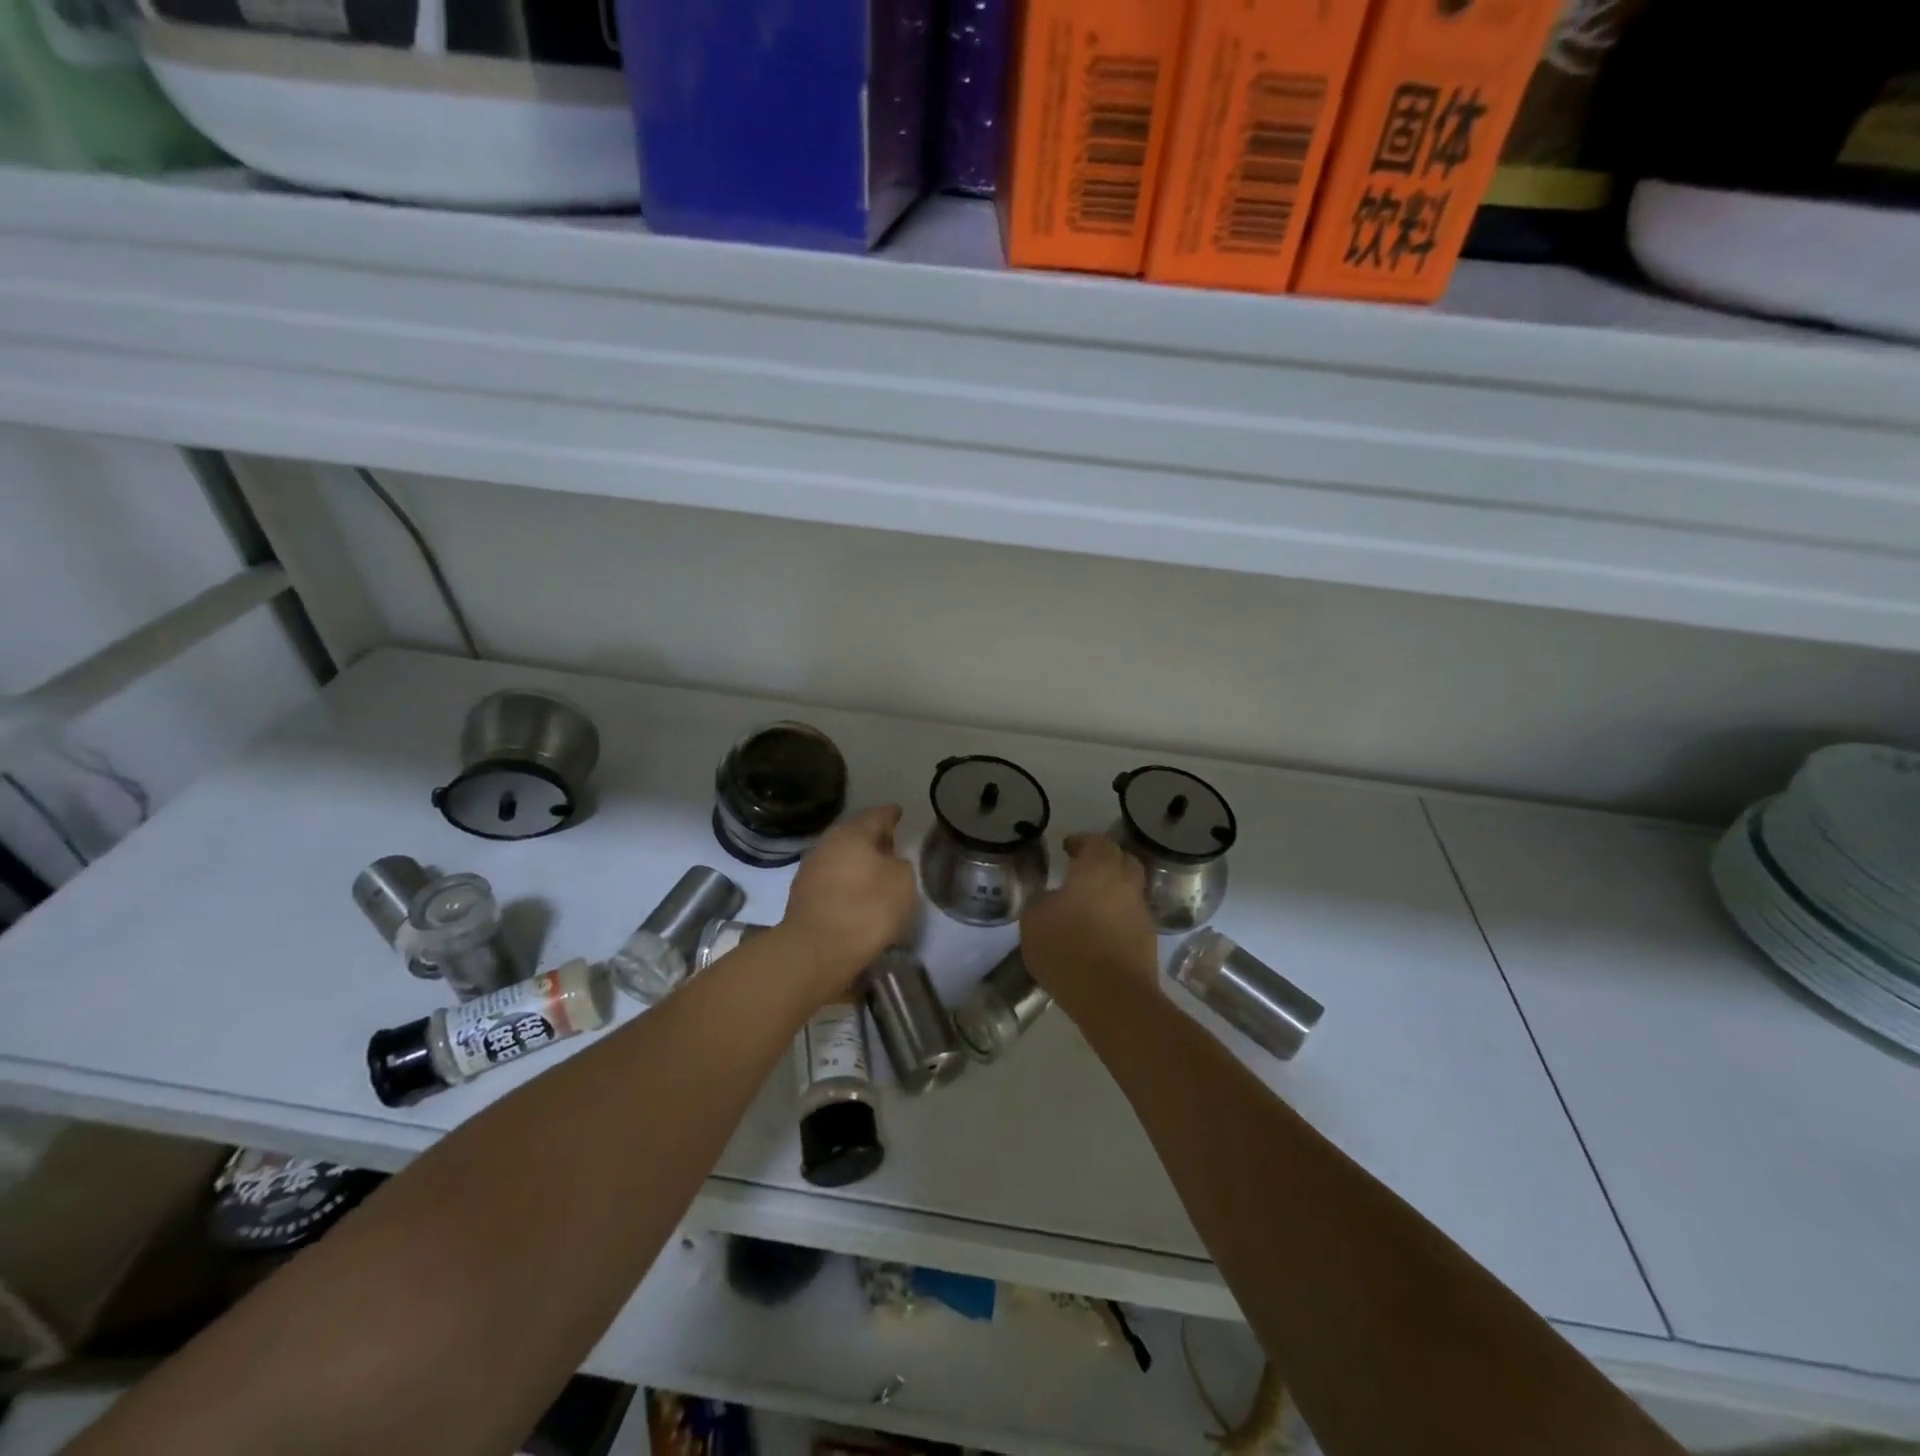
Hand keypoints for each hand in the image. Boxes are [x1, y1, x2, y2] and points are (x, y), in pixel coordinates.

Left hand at [781, 804, 918, 994]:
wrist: (816, 950)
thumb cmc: (866, 909)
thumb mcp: (902, 883)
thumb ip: (900, 865)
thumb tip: (890, 862)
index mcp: (853, 834)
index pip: (876, 815)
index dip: (890, 814)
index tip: (898, 812)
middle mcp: (828, 844)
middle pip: (854, 834)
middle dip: (871, 838)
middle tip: (889, 844)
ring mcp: (810, 869)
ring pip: (839, 857)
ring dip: (856, 861)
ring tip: (874, 872)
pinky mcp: (801, 896)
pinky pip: (830, 879)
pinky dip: (844, 881)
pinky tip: (855, 893)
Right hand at [1020, 832, 1157, 996]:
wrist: (1113, 997)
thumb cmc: (1067, 949)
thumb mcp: (1034, 921)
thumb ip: (1043, 903)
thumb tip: (1054, 899)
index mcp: (1098, 870)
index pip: (1097, 842)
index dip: (1082, 842)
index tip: (1068, 847)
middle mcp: (1125, 885)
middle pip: (1123, 861)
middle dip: (1106, 860)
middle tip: (1084, 869)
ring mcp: (1141, 914)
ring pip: (1129, 891)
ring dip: (1113, 892)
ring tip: (1089, 905)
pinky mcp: (1148, 942)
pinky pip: (1131, 919)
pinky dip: (1117, 919)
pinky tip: (1099, 933)